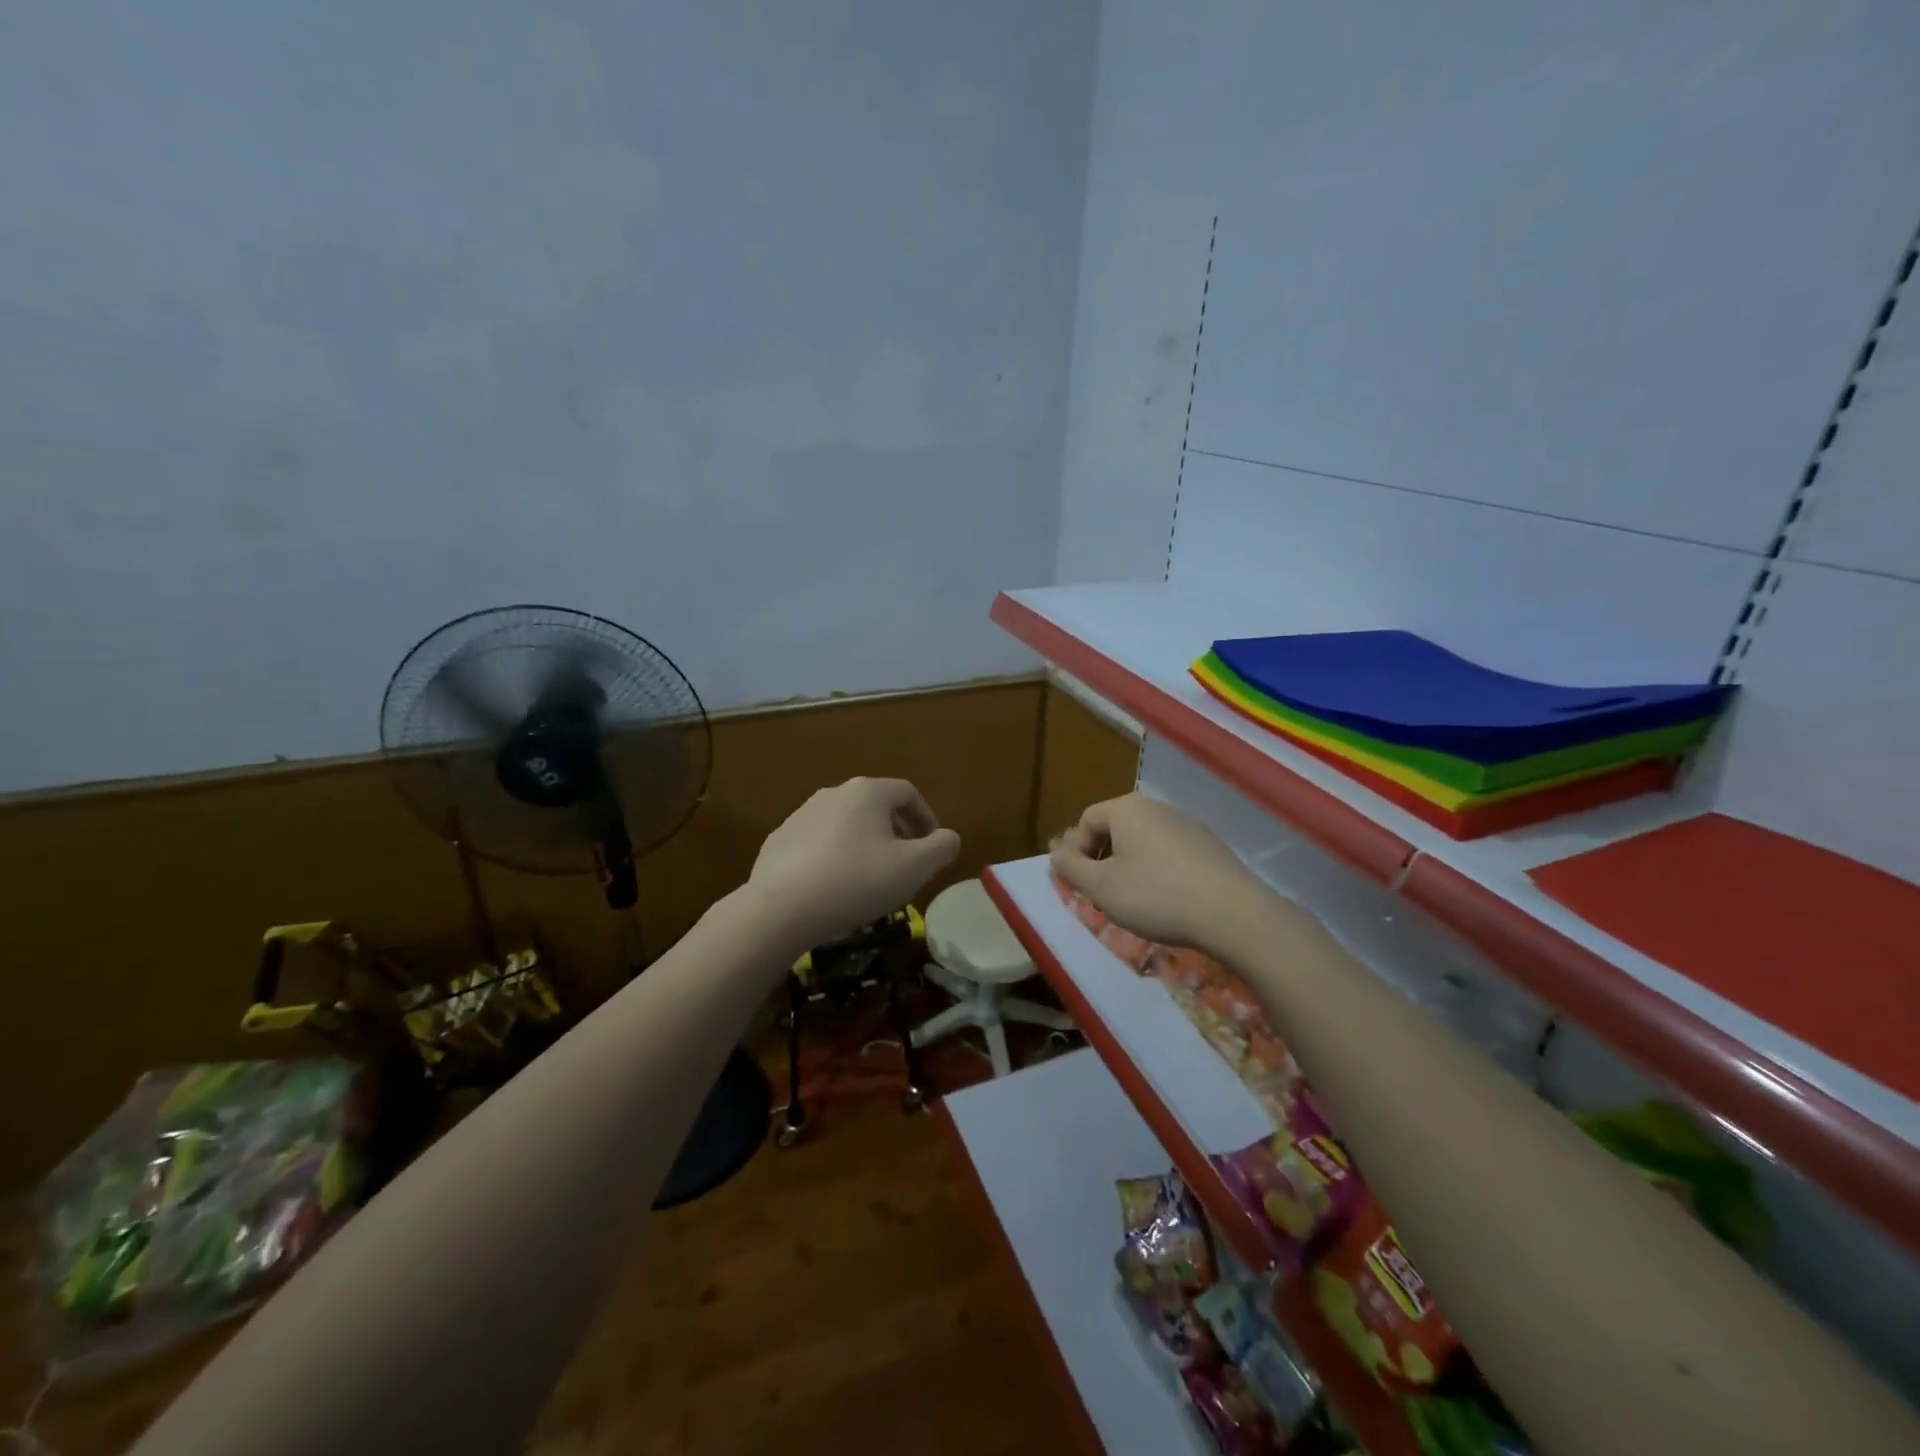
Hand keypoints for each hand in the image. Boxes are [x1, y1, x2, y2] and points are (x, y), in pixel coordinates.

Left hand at [749, 777, 961, 951]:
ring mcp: (801, 815)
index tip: (931, 848)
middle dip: (896, 832)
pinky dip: (832, 857)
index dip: (926, 818)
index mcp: (868, 792)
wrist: (780, 909)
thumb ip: (942, 847)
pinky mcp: (779, 840)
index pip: (908, 793)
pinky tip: (832, 888)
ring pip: (845, 824)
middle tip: (904, 865)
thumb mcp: (914, 868)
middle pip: (875, 806)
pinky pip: (817, 843)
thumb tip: (947, 837)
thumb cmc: (856, 881)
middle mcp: (833, 793)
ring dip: (863, 844)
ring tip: (868, 879)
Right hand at [1049, 793, 1271, 955]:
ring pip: (1144, 840)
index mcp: (1127, 809)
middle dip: (1102, 858)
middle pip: (1115, 828)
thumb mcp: (1101, 887)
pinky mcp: (1210, 846)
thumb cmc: (1155, 895)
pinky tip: (1166, 899)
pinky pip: (1170, 852)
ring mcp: (1187, 824)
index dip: (1075, 851)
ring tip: (1132, 898)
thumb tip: (1056, 853)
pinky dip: (1158, 871)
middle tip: (1101, 891)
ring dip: (1129, 865)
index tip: (1079, 882)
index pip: (1086, 820)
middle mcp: (1157, 807)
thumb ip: (1071, 867)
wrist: (1231, 913)